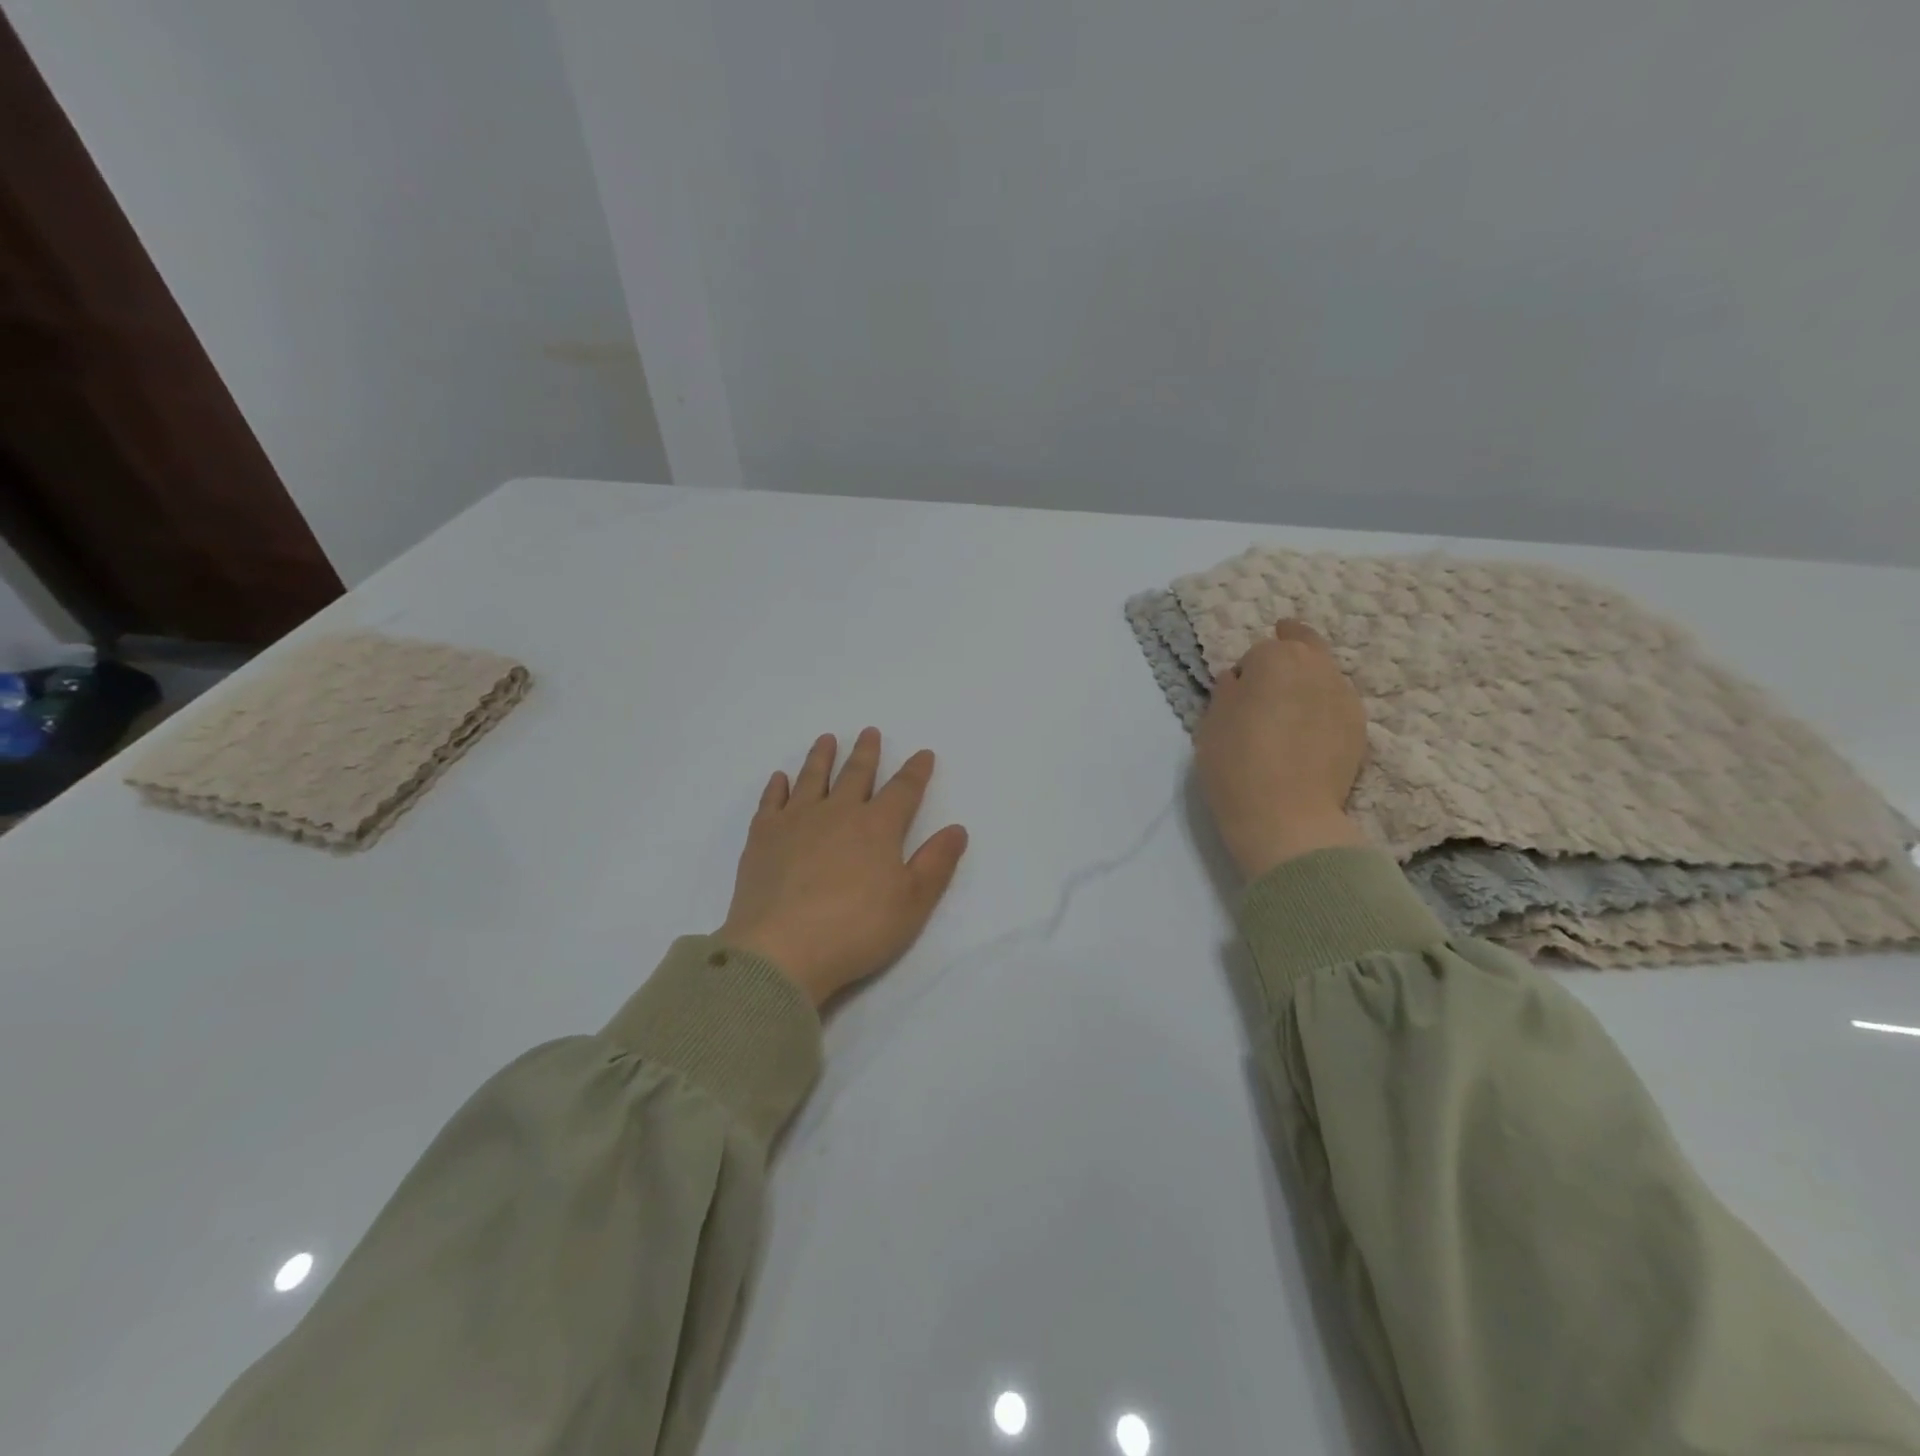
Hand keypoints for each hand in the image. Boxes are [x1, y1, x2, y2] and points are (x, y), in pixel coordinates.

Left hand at [717, 729, 969, 1006]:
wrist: (782, 949)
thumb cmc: (856, 929)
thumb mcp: (912, 902)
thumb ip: (936, 863)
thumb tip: (957, 829)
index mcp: (878, 827)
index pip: (903, 790)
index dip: (916, 771)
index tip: (923, 754)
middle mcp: (838, 813)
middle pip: (856, 774)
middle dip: (866, 753)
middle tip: (869, 732)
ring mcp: (796, 821)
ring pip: (812, 778)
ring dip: (822, 757)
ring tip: (826, 739)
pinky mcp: (762, 837)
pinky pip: (772, 801)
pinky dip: (778, 786)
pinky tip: (780, 778)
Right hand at [1194, 621, 1369, 882]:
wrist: (1286, 817)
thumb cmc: (1236, 765)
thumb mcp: (1211, 724)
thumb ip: (1226, 693)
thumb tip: (1238, 679)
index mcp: (1275, 658)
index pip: (1259, 651)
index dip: (1246, 671)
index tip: (1237, 695)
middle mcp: (1317, 667)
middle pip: (1303, 647)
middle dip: (1287, 654)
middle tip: (1270, 676)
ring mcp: (1344, 696)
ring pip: (1324, 674)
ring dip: (1308, 681)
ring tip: (1290, 709)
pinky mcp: (1361, 727)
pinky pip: (1337, 704)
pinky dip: (1323, 708)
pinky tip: (1308, 734)